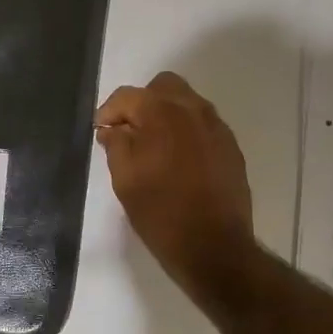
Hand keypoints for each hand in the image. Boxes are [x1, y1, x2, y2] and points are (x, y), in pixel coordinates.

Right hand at [95, 72, 255, 290]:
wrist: (214, 247)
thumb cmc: (161, 213)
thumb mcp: (125, 179)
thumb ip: (115, 144)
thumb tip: (112, 128)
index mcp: (162, 112)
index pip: (127, 96)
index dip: (109, 111)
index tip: (101, 131)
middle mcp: (192, 109)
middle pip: (162, 86)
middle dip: (142, 102)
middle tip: (130, 132)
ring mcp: (216, 127)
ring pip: (187, 102)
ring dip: (167, 114)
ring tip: (154, 147)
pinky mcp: (231, 146)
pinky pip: (204, 124)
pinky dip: (187, 131)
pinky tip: (179, 160)